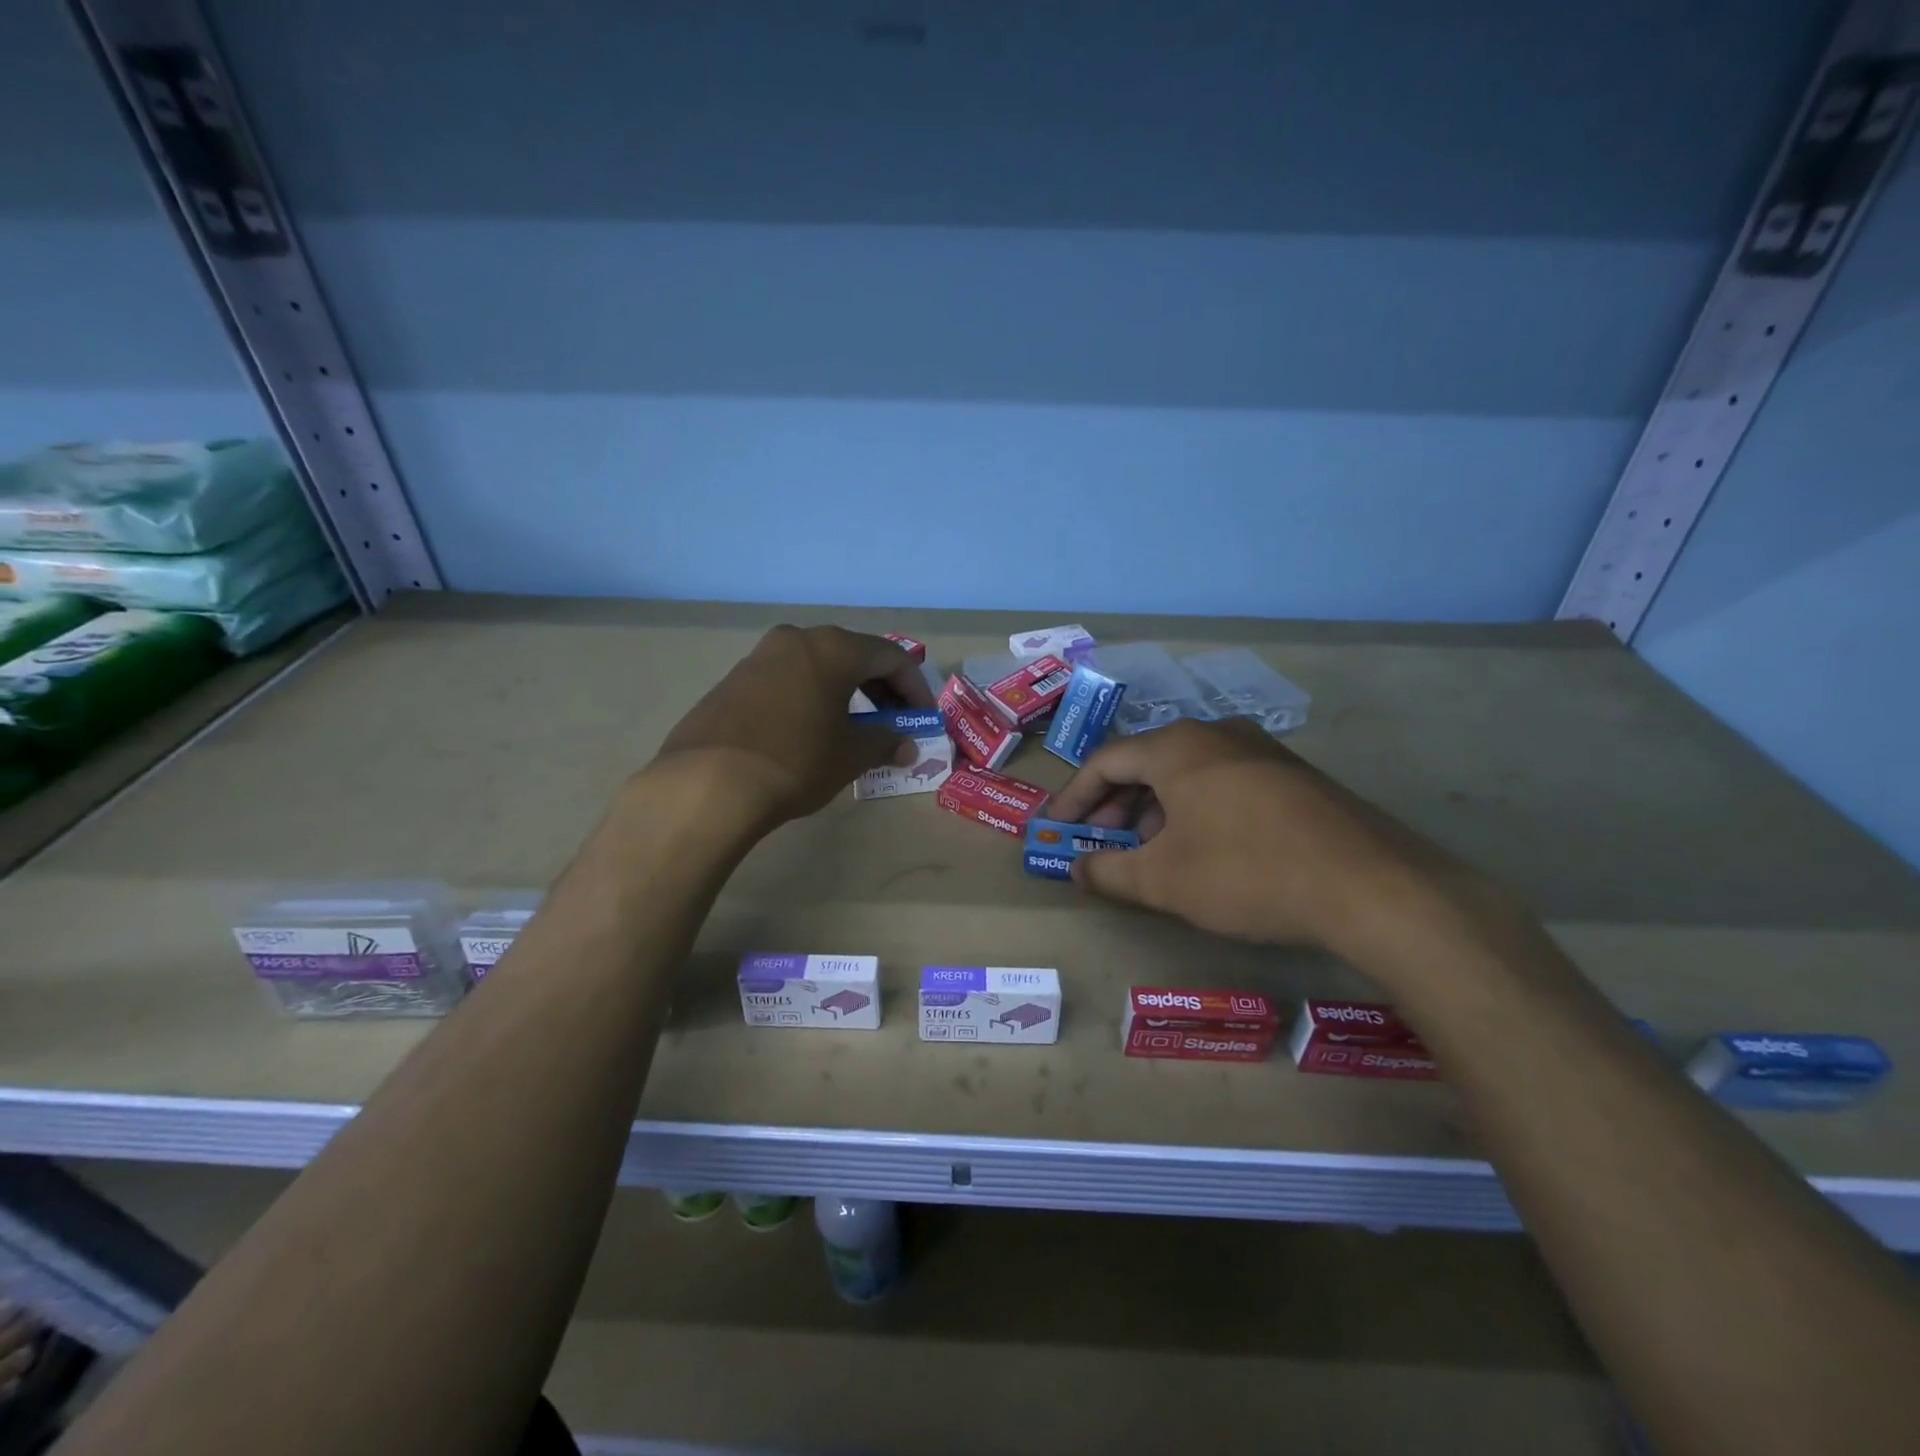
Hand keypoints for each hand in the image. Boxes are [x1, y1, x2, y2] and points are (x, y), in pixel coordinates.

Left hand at [651, 625, 933, 825]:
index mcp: (833, 648)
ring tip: (854, 729)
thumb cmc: (795, 761)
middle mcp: (796, 639)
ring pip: (818, 667)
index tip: (922, 718)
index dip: (915, 688)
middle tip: (893, 721)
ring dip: (845, 693)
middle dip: (881, 689)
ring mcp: (759, 657)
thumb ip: (885, 743)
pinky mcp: (733, 681)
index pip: (891, 657)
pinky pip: (787, 680)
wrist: (707, 783)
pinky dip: (811, 698)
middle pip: (853, 656)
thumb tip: (906, 747)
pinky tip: (810, 732)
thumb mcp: (850, 755)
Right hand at [1046, 718, 1491, 952]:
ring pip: (1187, 773)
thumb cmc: (1247, 872)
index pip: (1104, 761)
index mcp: (1177, 747)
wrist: (1372, 886)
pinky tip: (1204, 849)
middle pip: (1146, 763)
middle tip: (1099, 844)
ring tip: (1150, 853)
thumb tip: (1076, 869)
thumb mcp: (1163, 880)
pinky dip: (1196, 810)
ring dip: (1155, 810)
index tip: (1055, 831)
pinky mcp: (1294, 776)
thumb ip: (1108, 872)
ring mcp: (1262, 751)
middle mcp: (1217, 734)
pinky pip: (1224, 783)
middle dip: (1114, 806)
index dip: (1074, 798)